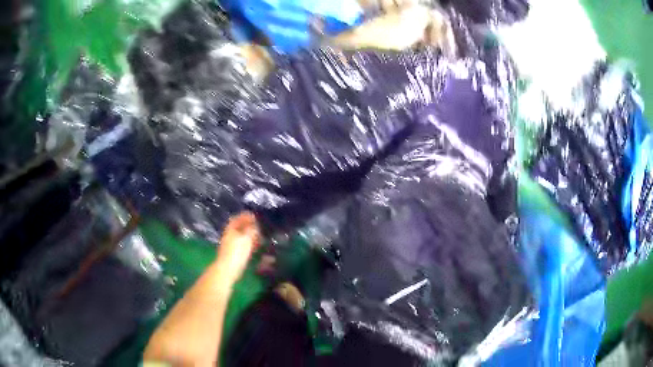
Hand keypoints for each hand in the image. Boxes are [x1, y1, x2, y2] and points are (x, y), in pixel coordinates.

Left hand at [215, 212, 259, 284]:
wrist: (228, 269)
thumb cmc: (236, 252)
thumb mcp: (246, 238)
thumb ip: (251, 230)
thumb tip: (255, 225)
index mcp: (231, 229)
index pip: (237, 218)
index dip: (246, 216)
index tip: (255, 216)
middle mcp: (230, 235)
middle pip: (239, 228)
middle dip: (249, 226)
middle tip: (259, 226)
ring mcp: (231, 245)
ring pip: (242, 237)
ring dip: (250, 236)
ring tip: (260, 237)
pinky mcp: (234, 254)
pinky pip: (243, 246)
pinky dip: (250, 244)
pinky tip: (256, 247)